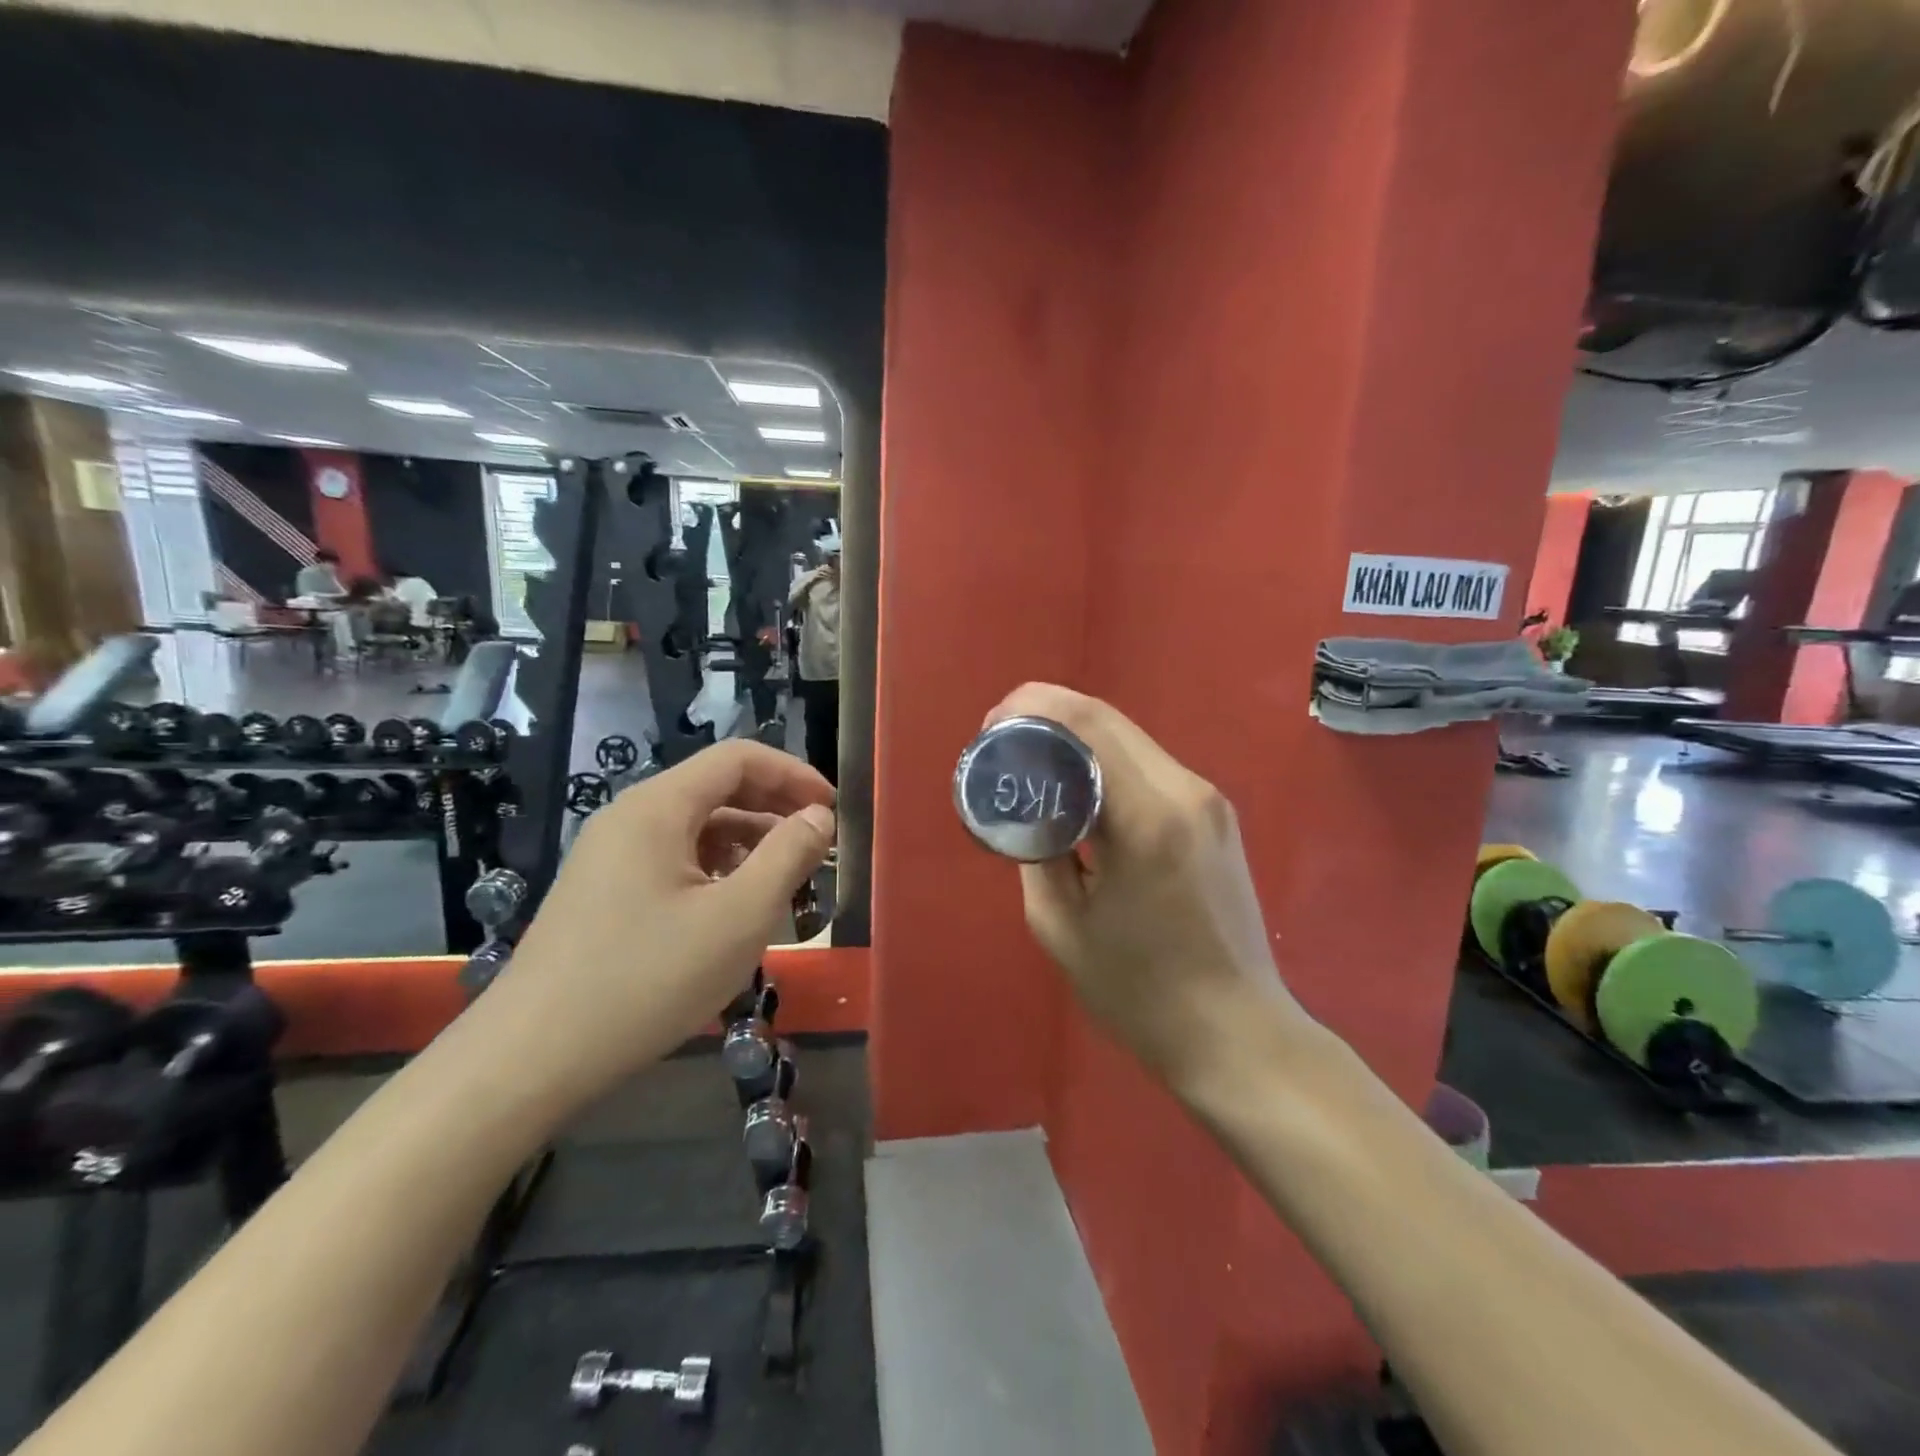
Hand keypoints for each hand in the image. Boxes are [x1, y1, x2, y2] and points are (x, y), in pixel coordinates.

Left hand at [493, 742, 834, 1107]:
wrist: (531, 1058)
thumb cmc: (647, 980)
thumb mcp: (739, 917)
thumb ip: (788, 856)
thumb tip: (818, 817)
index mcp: (659, 807)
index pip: (739, 758)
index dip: (793, 774)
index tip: (832, 810)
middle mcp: (631, 817)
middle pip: (717, 788)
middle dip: (775, 808)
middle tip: (818, 844)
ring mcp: (611, 855)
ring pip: (697, 827)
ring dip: (749, 842)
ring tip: (787, 879)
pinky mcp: (604, 891)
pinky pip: (674, 859)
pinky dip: (716, 868)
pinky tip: (735, 906)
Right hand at [985, 684, 1304, 1088]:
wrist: (1237, 1034)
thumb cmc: (1140, 992)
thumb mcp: (1060, 925)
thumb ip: (1037, 848)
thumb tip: (1028, 805)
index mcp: (1148, 816)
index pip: (1087, 723)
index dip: (1031, 707)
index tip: (991, 726)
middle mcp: (1187, 790)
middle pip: (1108, 719)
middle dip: (1047, 716)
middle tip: (1001, 742)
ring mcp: (1208, 800)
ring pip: (1129, 739)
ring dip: (1075, 738)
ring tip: (1031, 765)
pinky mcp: (1215, 815)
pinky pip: (1148, 767)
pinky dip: (1104, 764)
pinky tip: (1076, 790)